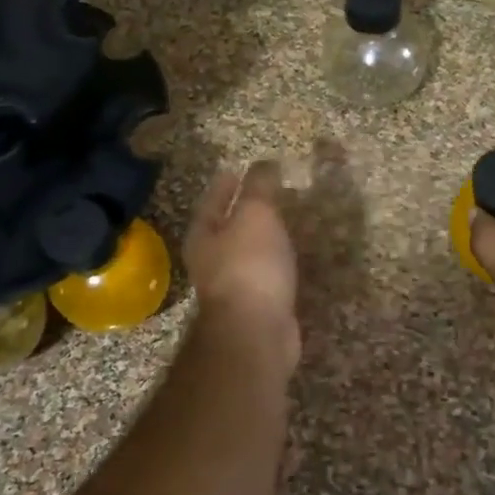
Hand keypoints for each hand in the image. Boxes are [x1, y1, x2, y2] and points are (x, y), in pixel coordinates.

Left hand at [185, 161, 300, 374]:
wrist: (257, 331)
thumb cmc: (249, 265)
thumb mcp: (256, 215)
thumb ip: (260, 188)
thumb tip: (264, 163)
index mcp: (203, 236)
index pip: (212, 201)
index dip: (225, 185)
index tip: (237, 170)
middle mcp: (211, 262)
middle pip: (225, 229)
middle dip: (242, 212)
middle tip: (267, 194)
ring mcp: (232, 287)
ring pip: (247, 253)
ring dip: (263, 238)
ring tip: (284, 223)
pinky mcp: (256, 307)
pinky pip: (266, 276)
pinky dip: (277, 263)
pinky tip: (292, 258)